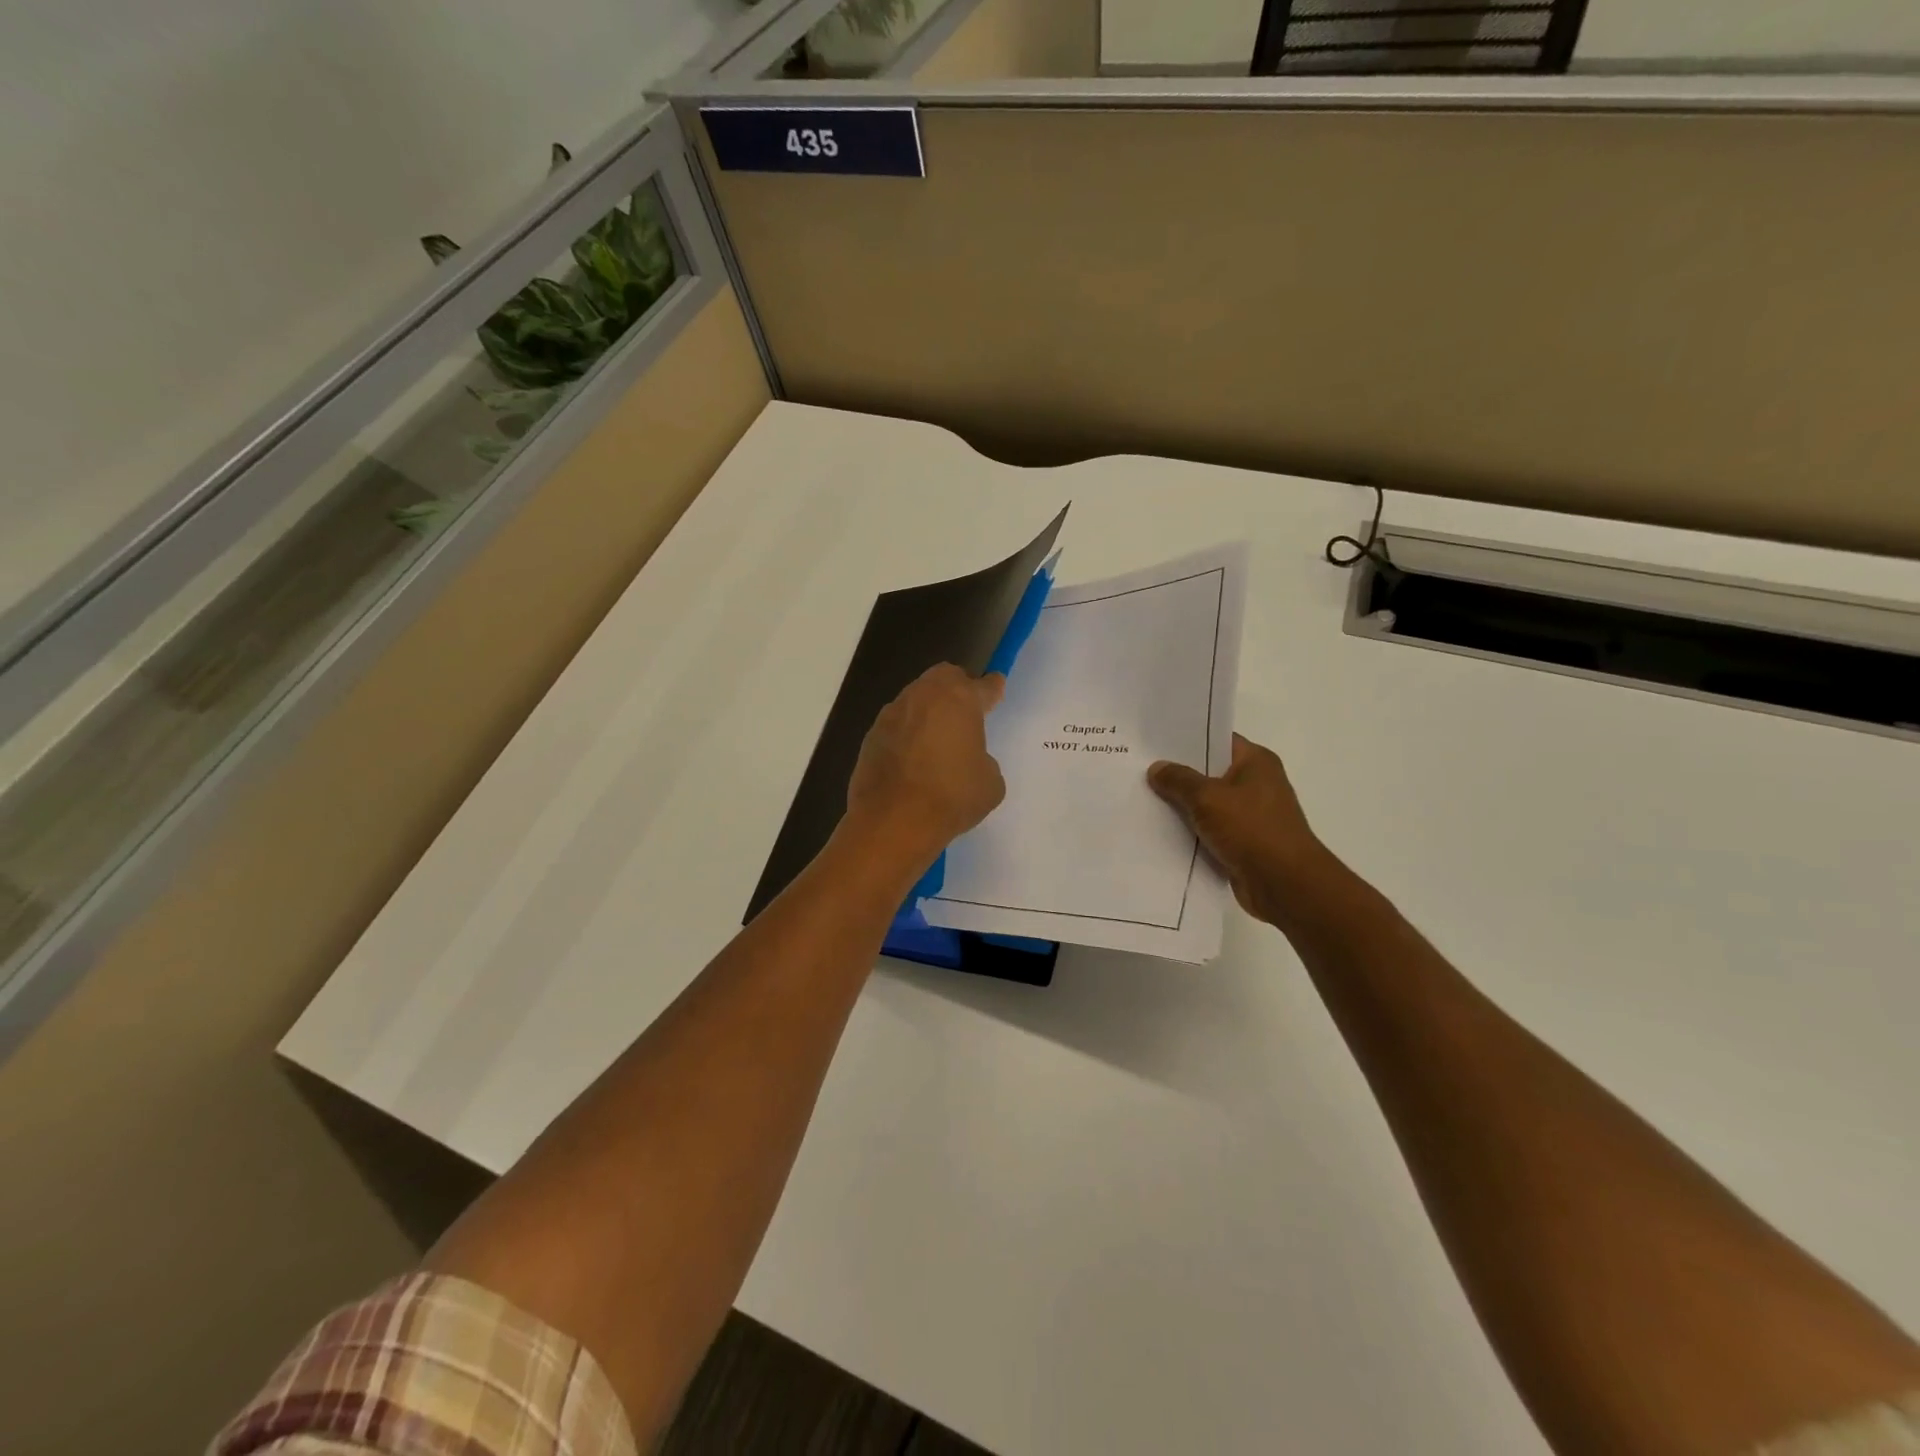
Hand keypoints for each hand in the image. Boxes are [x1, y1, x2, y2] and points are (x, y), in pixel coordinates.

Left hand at [843, 664, 1006, 873]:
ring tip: (937, 738)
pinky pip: (897, 724)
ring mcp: (893, 713)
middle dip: (957, 688)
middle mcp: (924, 696)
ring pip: (916, 698)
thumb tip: (968, 759)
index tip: (996, 689)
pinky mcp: (871, 735)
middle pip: (944, 677)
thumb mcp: (990, 782)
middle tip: (966, 711)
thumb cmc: (951, 797)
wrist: (893, 821)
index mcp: (959, 699)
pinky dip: (907, 733)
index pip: (983, 685)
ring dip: (929, 711)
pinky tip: (913, 758)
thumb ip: (984, 760)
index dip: (993, 688)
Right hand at [1147, 734, 1328, 923]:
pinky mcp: (1243, 843)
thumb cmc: (1251, 829)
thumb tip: (1157, 768)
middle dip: (1177, 774)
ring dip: (1181, 806)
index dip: (1186, 740)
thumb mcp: (1207, 798)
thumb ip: (1179, 780)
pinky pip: (1210, 830)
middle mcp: (1256, 783)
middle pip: (1209, 772)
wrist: (1284, 885)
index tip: (1153, 742)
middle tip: (1139, 769)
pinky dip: (1190, 832)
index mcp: (1256, 761)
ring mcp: (1251, 815)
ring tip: (1141, 799)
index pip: (1217, 740)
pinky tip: (1159, 831)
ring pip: (1207, 804)